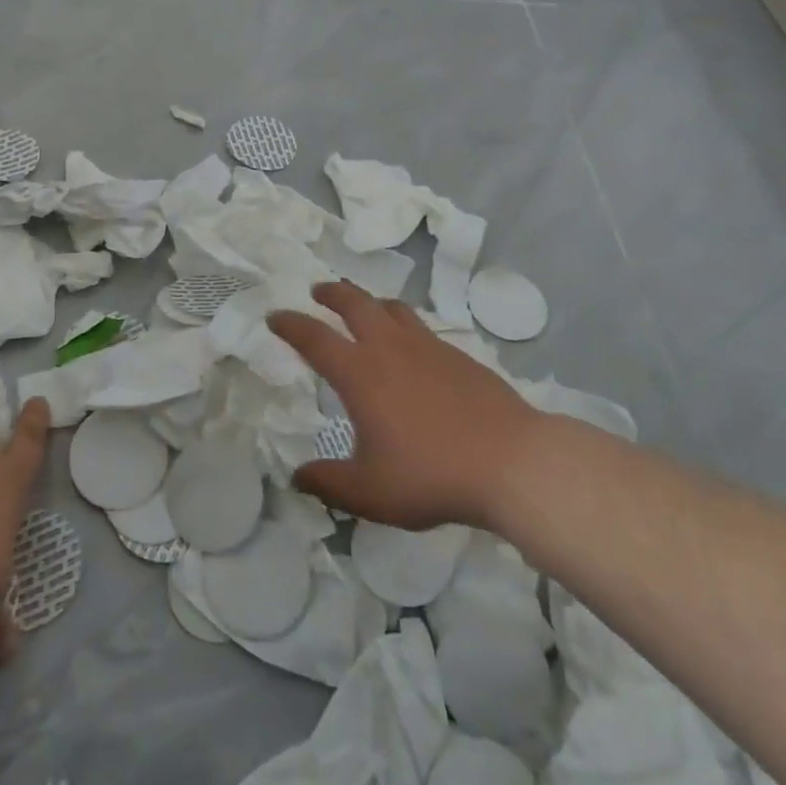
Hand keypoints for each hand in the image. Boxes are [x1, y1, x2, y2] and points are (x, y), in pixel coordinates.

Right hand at [270, 282, 538, 530]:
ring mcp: (428, 347)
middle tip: (319, 292)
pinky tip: (410, 346)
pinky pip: (420, 326)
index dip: (290, 324)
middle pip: (355, 303)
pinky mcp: (458, 354)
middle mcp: (390, 348)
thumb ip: (328, 484)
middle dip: (332, 293)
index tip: (275, 316)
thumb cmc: (431, 475)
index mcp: (360, 373)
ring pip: (392, 308)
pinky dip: (402, 324)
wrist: (511, 462)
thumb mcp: (370, 492)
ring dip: (369, 301)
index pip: (314, 338)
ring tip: (363, 308)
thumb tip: (297, 477)